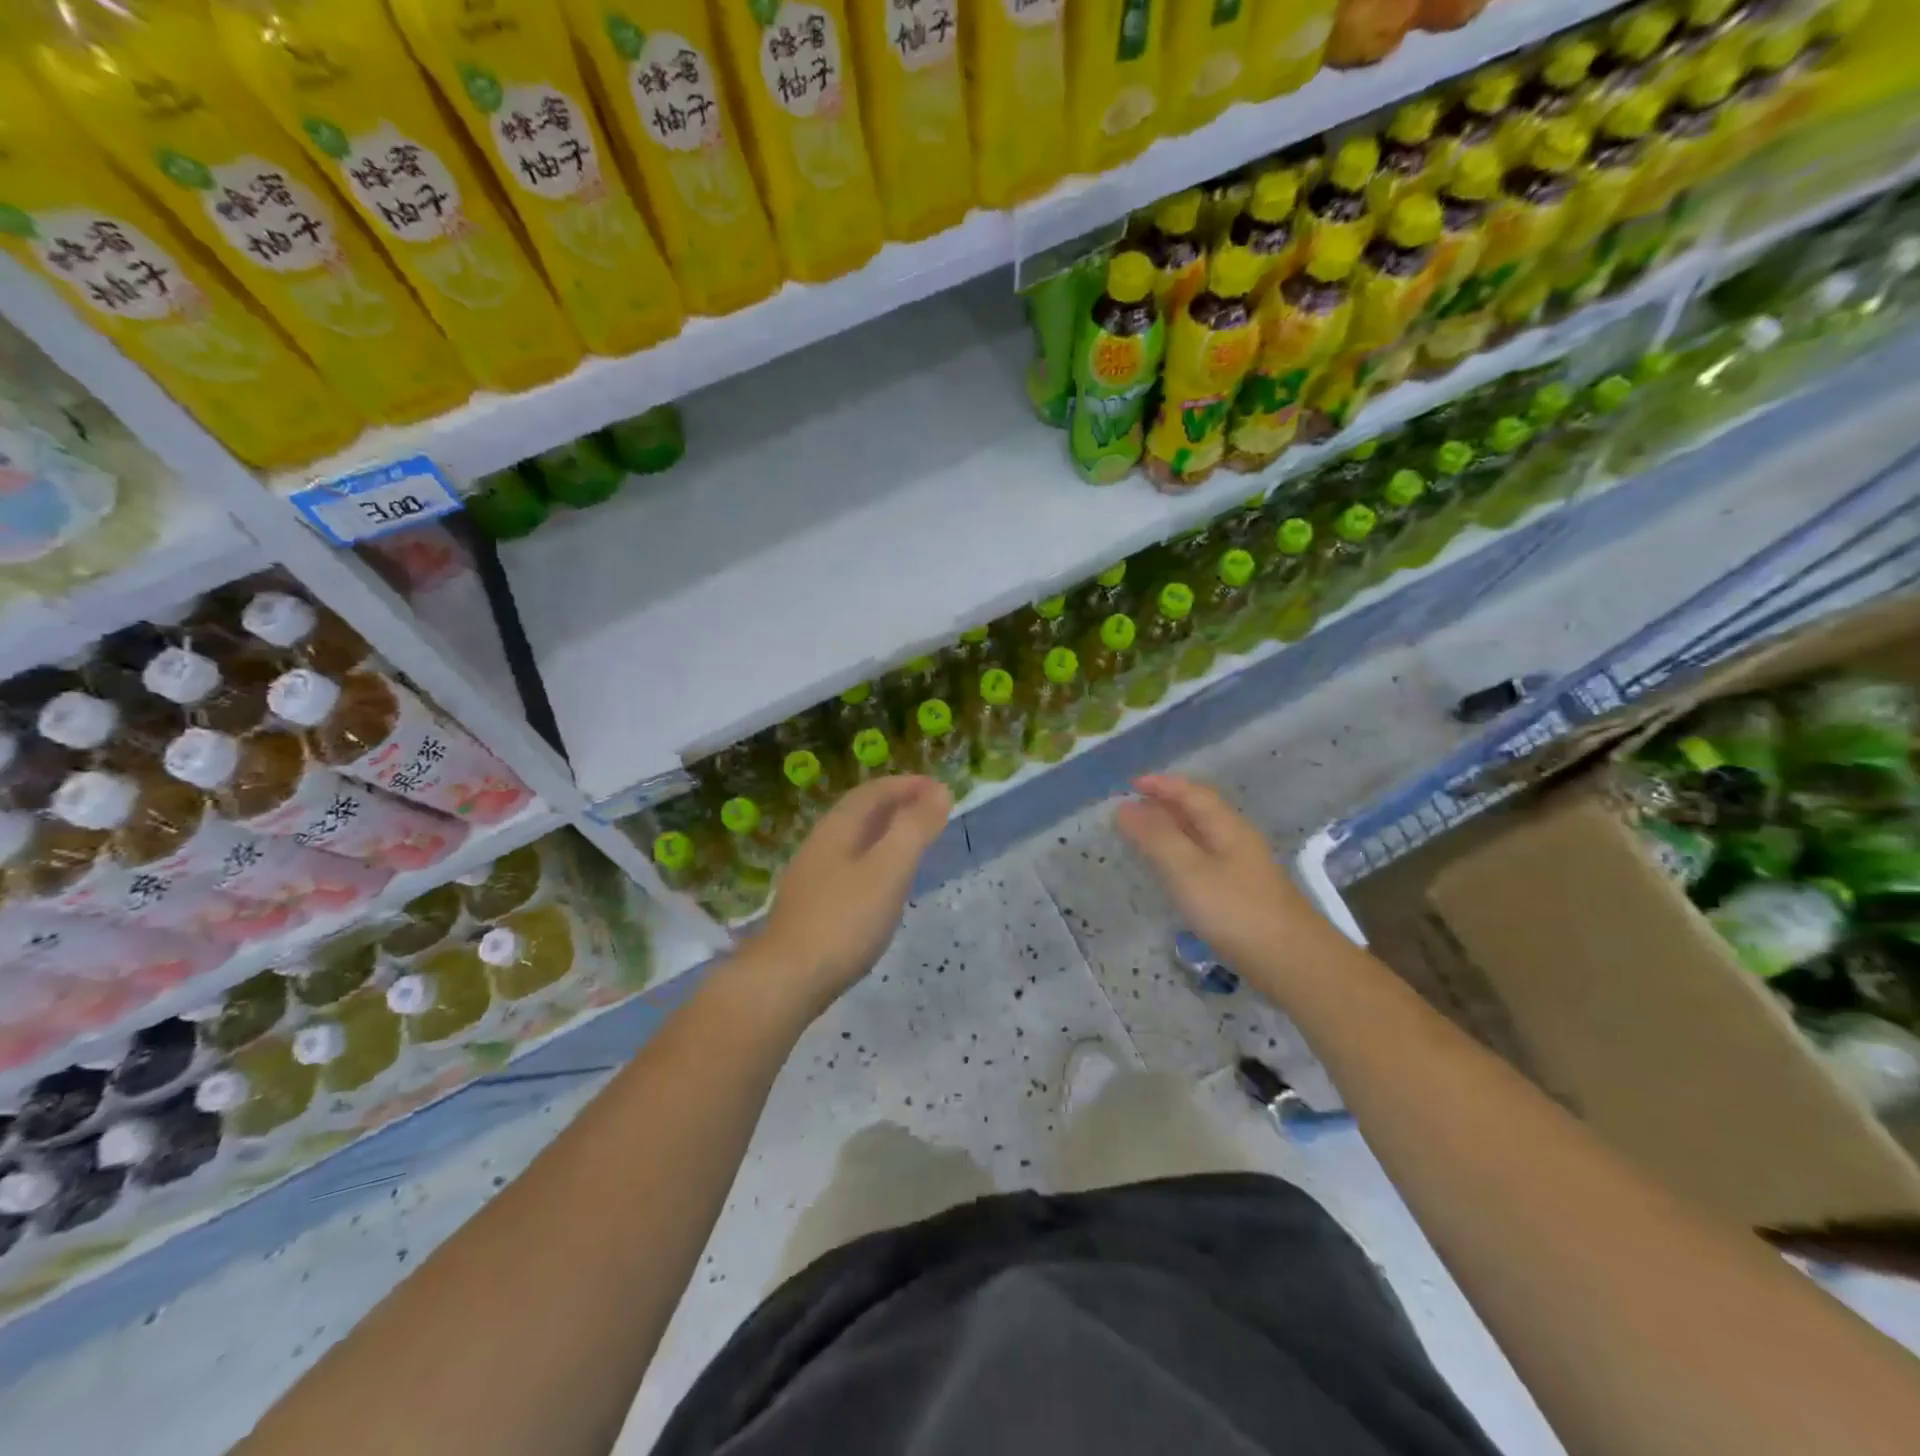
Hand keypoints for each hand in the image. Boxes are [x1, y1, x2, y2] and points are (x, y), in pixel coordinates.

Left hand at [748, 775, 951, 1017]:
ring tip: (912, 842)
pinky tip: (882, 884)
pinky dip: (873, 859)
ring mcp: (810, 877)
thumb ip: (915, 829)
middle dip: (895, 804)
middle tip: (930, 810)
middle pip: (859, 812)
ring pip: (852, 840)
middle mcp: (820, 845)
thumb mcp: (889, 870)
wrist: (786, 980)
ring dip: (883, 832)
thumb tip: (939, 790)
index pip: (873, 792)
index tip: (939, 788)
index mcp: (837, 829)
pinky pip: (848, 866)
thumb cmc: (844, 921)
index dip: (907, 785)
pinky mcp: (810, 907)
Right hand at [1116, 773, 1333, 987]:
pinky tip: (1173, 874)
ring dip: (1173, 830)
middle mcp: (1237, 840)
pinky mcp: (1243, 895)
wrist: (1294, 963)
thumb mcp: (1188, 870)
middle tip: (1132, 809)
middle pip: (1200, 812)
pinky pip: (1206, 860)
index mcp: (1226, 827)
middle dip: (1165, 804)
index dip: (1162, 784)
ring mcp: (1243, 869)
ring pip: (1203, 837)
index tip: (1131, 784)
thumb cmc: (1236, 911)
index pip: (1192, 793)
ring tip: (1144, 837)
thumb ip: (1156, 837)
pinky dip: (1182, 855)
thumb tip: (1126, 807)